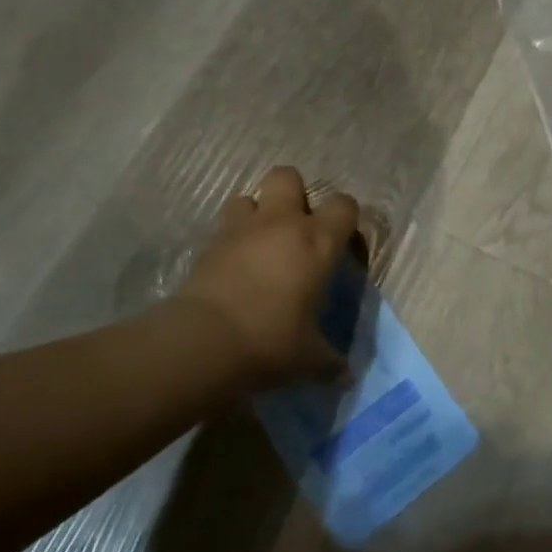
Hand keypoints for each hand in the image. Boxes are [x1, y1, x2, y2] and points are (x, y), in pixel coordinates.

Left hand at [172, 166, 359, 388]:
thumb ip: (329, 360)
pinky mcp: (209, 244)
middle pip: (287, 176)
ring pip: (247, 196)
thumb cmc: (272, 341)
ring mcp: (241, 229)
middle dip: (292, 193)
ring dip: (254, 213)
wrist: (206, 341)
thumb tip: (345, 375)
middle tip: (294, 228)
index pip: (344, 205)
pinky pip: (222, 228)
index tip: (341, 241)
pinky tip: (232, 267)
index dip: (345, 217)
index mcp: (317, 241)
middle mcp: (281, 223)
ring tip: (257, 243)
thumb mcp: (309, 358)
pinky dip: (229, 240)